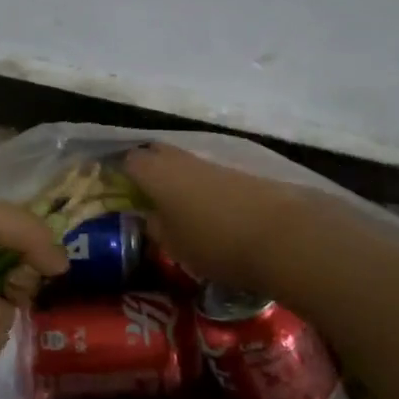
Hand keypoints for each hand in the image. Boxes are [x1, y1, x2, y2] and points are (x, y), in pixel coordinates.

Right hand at [123, 143, 326, 294]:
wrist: (284, 235)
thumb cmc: (215, 242)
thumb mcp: (174, 245)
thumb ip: (156, 227)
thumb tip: (151, 217)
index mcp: (155, 173)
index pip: (128, 160)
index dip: (119, 171)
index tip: (114, 188)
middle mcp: (181, 160)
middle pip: (157, 154)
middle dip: (148, 168)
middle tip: (142, 193)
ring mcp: (213, 163)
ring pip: (185, 163)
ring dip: (177, 179)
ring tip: (174, 206)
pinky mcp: (241, 174)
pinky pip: (209, 175)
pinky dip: (202, 188)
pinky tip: (206, 210)